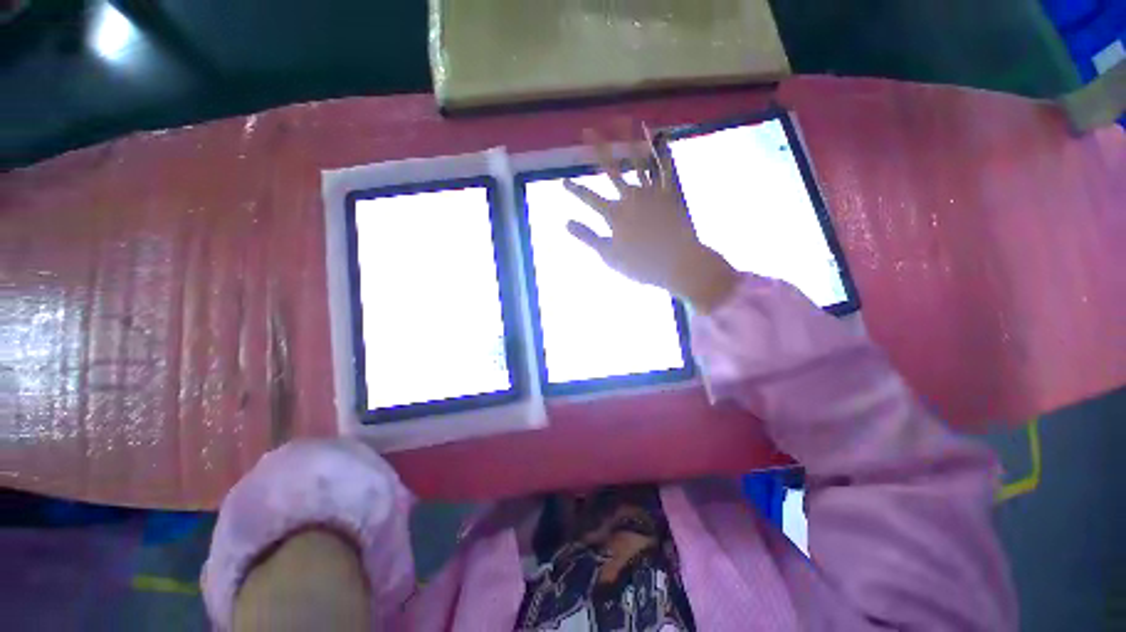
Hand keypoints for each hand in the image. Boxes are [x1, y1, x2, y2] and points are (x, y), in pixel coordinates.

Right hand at [564, 121, 739, 312]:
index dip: (575, 190)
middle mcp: (631, 196)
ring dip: (629, 140)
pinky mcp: (671, 193)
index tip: (563, 181)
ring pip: (638, 161)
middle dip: (598, 149)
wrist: (677, 263)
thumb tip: (566, 222)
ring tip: (622, 120)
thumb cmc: (641, 265)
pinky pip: (666, 168)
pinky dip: (662, 151)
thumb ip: (588, 237)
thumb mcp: (609, 256)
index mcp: (615, 213)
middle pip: (611, 169)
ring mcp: (652, 192)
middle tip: (588, 130)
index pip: (589, 198)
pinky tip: (660, 137)